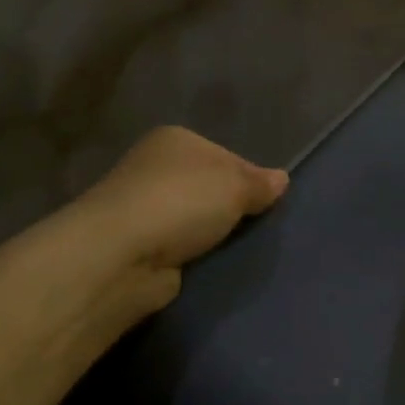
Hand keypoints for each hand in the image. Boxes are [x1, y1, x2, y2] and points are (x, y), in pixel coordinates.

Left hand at [73, 126, 287, 308]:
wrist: (123, 254)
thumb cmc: (182, 202)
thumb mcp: (234, 185)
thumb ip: (260, 183)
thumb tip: (281, 179)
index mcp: (175, 139)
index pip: (227, 155)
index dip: (252, 179)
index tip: (269, 204)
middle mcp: (155, 167)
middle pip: (209, 188)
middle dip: (231, 209)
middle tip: (258, 229)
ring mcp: (145, 208)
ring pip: (195, 219)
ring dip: (212, 235)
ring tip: (239, 250)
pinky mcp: (141, 245)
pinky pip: (181, 247)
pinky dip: (195, 256)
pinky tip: (211, 265)